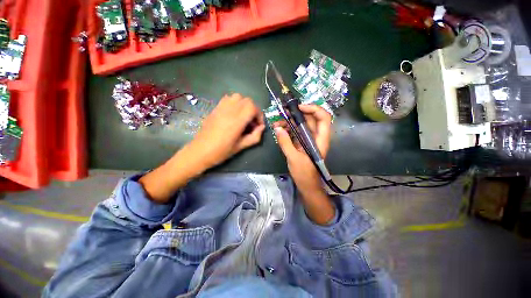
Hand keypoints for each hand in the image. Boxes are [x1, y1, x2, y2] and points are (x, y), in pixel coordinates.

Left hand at [189, 93, 264, 168]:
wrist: (200, 151)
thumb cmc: (221, 151)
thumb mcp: (241, 147)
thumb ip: (255, 136)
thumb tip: (262, 127)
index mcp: (237, 121)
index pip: (252, 107)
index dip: (259, 115)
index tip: (258, 125)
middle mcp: (229, 111)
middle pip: (247, 100)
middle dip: (254, 110)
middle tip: (252, 122)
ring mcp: (221, 108)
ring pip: (238, 97)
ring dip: (244, 105)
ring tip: (243, 117)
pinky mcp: (215, 109)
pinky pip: (228, 99)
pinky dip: (235, 103)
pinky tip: (233, 114)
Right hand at [274, 104, 334, 224]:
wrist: (307, 185)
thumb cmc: (304, 174)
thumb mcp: (294, 158)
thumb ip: (286, 143)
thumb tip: (277, 128)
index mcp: (320, 139)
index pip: (323, 117)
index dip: (314, 109)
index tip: (299, 108)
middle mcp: (316, 137)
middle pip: (311, 119)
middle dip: (298, 113)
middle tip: (284, 112)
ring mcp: (308, 140)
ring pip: (302, 125)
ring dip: (290, 122)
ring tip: (278, 123)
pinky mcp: (302, 143)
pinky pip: (296, 132)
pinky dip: (288, 129)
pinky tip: (279, 130)